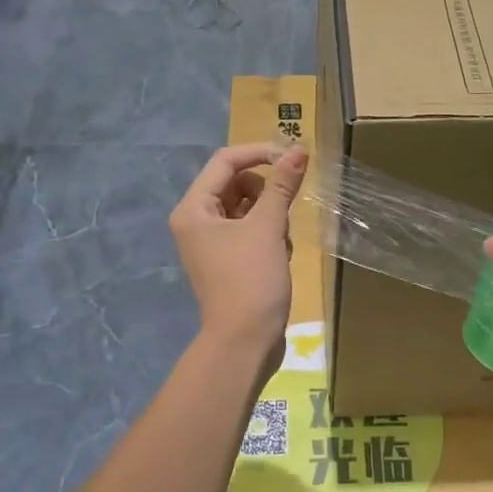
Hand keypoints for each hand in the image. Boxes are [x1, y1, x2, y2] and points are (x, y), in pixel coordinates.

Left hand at [170, 144, 306, 354]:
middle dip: (266, 192)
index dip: (260, 153)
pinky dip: (269, 235)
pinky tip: (279, 257)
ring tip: (280, 241)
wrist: (245, 342)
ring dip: (271, 216)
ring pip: (248, 207)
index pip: (226, 161)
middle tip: (285, 210)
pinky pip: (251, 230)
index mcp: (194, 209)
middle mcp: (197, 222)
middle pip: (236, 183)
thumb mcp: (269, 227)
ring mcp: (213, 243)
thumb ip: (282, 185)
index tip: (294, 158)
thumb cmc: (251, 280)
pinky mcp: (229, 260)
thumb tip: (298, 149)